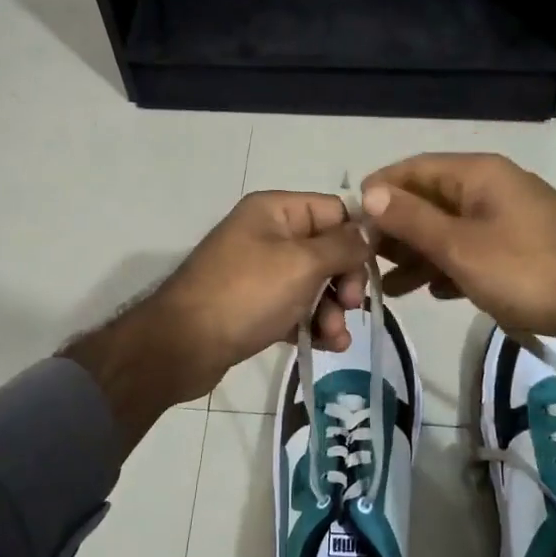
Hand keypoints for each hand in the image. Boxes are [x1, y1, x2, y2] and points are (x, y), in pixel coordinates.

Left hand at [149, 190, 372, 396]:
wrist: (182, 346)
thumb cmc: (246, 294)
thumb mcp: (302, 263)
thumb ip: (343, 245)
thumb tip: (369, 232)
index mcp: (275, 210)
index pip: (334, 211)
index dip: (358, 238)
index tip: (373, 271)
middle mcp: (267, 234)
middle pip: (327, 250)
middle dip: (345, 280)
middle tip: (351, 306)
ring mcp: (259, 273)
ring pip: (314, 284)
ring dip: (332, 310)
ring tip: (335, 338)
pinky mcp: (254, 307)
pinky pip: (295, 309)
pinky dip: (312, 324)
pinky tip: (326, 346)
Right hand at [361, 153, 555, 343]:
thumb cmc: (527, 270)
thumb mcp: (460, 246)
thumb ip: (412, 219)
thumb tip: (368, 192)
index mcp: (477, 174)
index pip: (413, 169)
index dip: (379, 192)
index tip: (350, 225)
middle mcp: (492, 187)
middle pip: (430, 200)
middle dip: (396, 231)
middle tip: (366, 264)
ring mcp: (509, 216)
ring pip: (450, 229)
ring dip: (419, 255)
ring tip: (389, 289)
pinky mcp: (522, 245)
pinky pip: (473, 248)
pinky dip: (450, 266)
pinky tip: (435, 292)